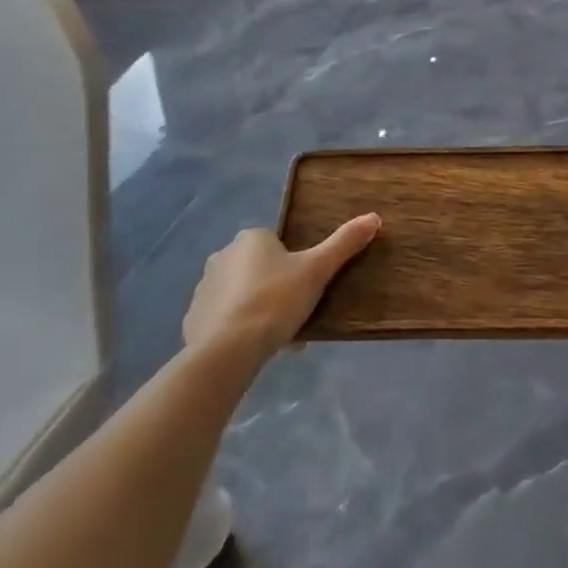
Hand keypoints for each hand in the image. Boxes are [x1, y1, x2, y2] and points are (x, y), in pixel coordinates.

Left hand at [182, 214, 380, 359]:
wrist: (227, 350)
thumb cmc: (275, 301)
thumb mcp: (316, 270)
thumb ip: (344, 243)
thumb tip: (374, 217)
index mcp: (251, 238)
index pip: (278, 244)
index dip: (296, 266)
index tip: (309, 290)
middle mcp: (223, 255)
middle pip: (260, 269)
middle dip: (278, 290)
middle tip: (298, 316)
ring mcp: (204, 287)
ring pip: (242, 294)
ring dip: (259, 310)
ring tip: (280, 338)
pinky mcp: (193, 318)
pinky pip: (223, 318)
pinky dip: (238, 329)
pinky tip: (254, 349)